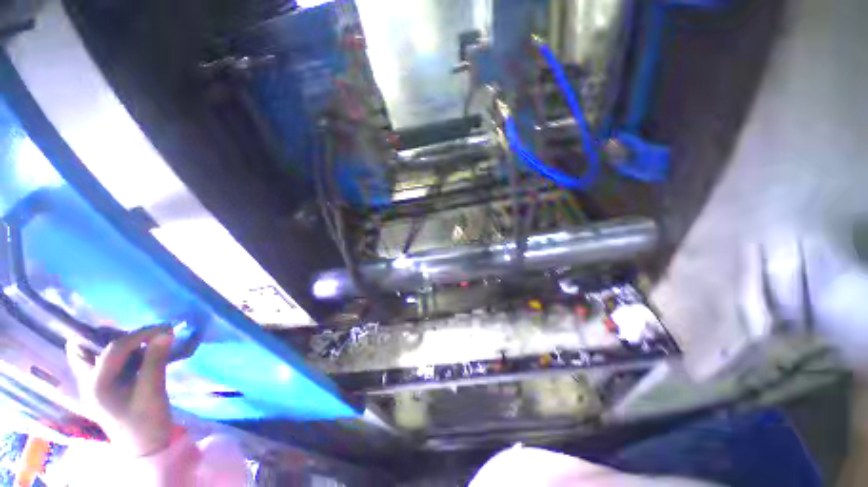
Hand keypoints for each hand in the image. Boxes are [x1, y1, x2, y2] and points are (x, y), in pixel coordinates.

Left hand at [66, 326, 174, 456]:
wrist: (144, 447)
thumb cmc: (148, 422)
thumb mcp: (153, 391)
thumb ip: (156, 360)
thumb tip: (166, 333)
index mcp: (97, 385)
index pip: (114, 348)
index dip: (140, 334)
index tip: (165, 328)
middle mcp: (87, 382)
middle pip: (82, 348)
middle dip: (106, 335)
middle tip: (136, 336)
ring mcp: (90, 385)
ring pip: (87, 353)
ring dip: (108, 343)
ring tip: (136, 344)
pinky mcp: (99, 387)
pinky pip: (98, 361)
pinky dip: (114, 353)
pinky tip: (134, 355)